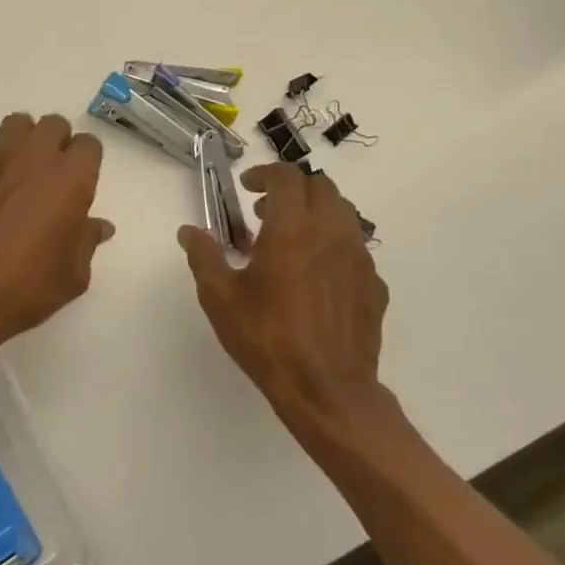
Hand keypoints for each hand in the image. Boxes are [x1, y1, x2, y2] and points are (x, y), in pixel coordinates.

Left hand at [0, 113, 114, 357]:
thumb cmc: (24, 288)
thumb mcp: (72, 275)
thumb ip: (86, 240)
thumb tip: (98, 225)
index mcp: (69, 177)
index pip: (88, 144)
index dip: (84, 164)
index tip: (76, 186)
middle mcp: (32, 155)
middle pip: (52, 125)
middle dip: (54, 145)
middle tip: (46, 178)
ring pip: (14, 128)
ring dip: (20, 145)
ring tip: (13, 177)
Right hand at [178, 163, 390, 436]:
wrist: (327, 390)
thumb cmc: (267, 338)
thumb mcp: (220, 297)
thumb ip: (204, 256)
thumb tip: (190, 231)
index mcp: (293, 228)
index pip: (286, 177)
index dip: (264, 174)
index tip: (247, 189)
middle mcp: (332, 233)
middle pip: (321, 187)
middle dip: (292, 191)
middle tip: (265, 214)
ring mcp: (360, 259)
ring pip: (344, 215)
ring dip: (316, 215)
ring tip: (290, 243)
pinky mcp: (375, 286)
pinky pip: (355, 250)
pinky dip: (333, 248)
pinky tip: (315, 279)